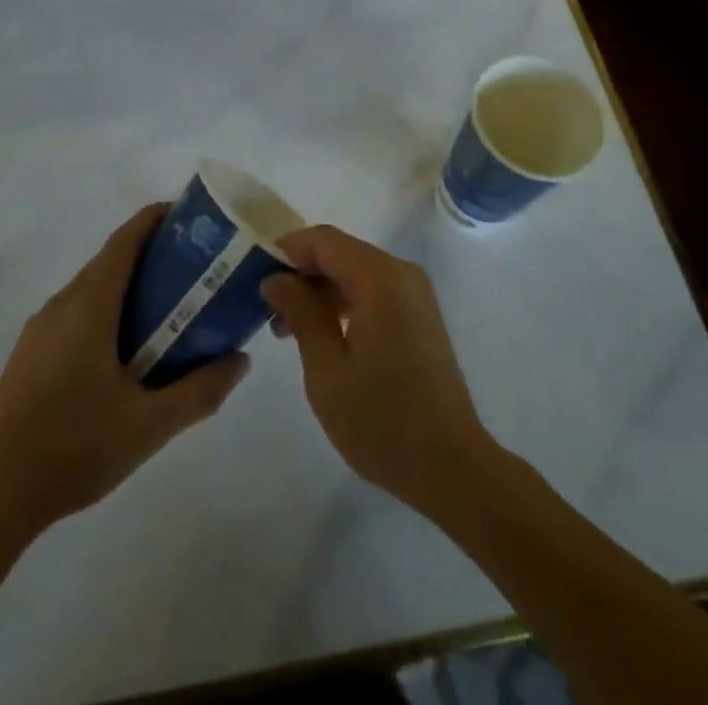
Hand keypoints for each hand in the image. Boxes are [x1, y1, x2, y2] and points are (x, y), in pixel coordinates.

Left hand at [0, 204, 248, 536]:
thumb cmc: (75, 448)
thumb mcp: (150, 426)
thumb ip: (200, 391)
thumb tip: (240, 359)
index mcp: (89, 307)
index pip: (123, 242)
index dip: (153, 219)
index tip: (187, 215)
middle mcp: (61, 305)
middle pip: (108, 260)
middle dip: (148, 252)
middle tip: (191, 267)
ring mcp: (39, 330)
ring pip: (90, 287)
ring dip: (126, 283)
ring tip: (164, 306)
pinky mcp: (29, 354)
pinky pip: (74, 312)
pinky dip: (104, 308)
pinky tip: (123, 349)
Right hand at [261, 227, 494, 515]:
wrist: (452, 467)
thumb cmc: (383, 422)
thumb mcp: (327, 371)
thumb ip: (301, 314)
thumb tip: (275, 278)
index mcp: (380, 279)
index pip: (323, 240)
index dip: (286, 250)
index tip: (254, 277)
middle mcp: (401, 273)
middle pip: (339, 252)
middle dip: (301, 274)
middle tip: (267, 311)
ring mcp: (414, 293)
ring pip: (354, 271)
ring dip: (320, 291)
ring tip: (286, 330)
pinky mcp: (418, 313)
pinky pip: (372, 290)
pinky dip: (343, 302)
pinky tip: (322, 336)